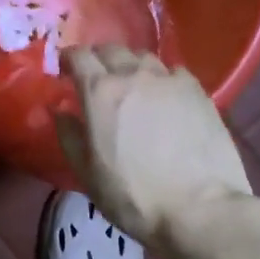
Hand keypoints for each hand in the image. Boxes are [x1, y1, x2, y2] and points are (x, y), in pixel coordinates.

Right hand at [56, 45, 251, 248]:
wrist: (200, 209)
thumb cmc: (134, 197)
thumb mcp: (88, 174)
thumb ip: (69, 136)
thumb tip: (58, 110)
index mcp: (100, 92)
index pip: (78, 56)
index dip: (68, 58)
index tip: (64, 69)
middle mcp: (133, 74)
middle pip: (111, 49)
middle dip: (98, 58)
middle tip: (95, 76)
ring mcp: (169, 79)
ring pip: (143, 56)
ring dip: (129, 64)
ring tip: (130, 83)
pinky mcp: (198, 90)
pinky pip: (172, 71)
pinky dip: (161, 77)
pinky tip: (164, 94)